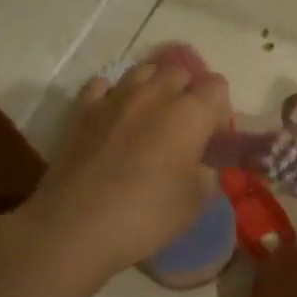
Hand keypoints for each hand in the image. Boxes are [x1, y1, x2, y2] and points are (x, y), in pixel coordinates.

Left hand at [10, 62, 228, 285]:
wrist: (76, 226)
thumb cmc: (147, 215)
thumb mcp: (197, 202)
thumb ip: (208, 172)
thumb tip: (202, 162)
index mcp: (190, 114)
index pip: (217, 87)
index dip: (220, 110)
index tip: (214, 139)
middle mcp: (155, 95)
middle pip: (179, 72)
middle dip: (188, 92)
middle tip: (186, 128)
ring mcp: (115, 98)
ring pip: (143, 71)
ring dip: (154, 86)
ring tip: (152, 117)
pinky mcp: (83, 110)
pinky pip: (104, 85)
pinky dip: (114, 95)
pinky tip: (115, 116)